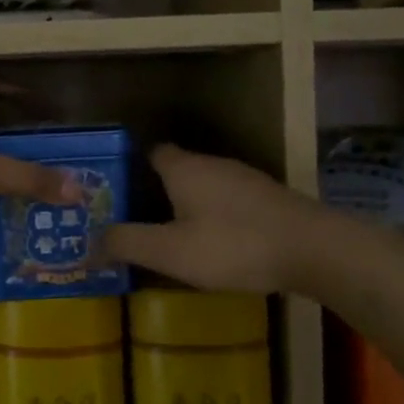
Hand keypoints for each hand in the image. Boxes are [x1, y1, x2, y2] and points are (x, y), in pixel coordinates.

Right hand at [104, 145, 308, 294]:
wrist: (315, 250)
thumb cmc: (234, 244)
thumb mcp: (171, 251)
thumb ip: (128, 243)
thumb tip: (89, 242)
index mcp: (184, 168)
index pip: (150, 152)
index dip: (131, 168)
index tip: (114, 192)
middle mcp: (212, 164)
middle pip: (176, 170)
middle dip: (155, 191)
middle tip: (134, 220)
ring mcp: (244, 179)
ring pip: (204, 186)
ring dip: (187, 206)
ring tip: (169, 236)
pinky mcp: (268, 199)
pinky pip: (228, 202)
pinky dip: (214, 217)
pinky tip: (214, 244)